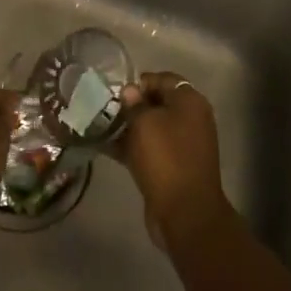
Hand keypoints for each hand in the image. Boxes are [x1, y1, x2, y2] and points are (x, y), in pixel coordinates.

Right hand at [116, 73, 227, 239]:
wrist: (185, 212)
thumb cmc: (166, 158)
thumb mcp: (145, 123)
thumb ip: (134, 104)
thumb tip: (130, 92)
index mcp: (190, 102)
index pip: (163, 79)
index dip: (139, 82)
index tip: (115, 92)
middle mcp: (191, 119)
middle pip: (157, 103)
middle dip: (131, 105)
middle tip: (103, 109)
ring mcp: (183, 144)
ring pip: (151, 127)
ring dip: (128, 127)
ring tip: (99, 127)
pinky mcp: (173, 166)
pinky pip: (150, 149)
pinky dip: (131, 146)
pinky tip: (105, 147)